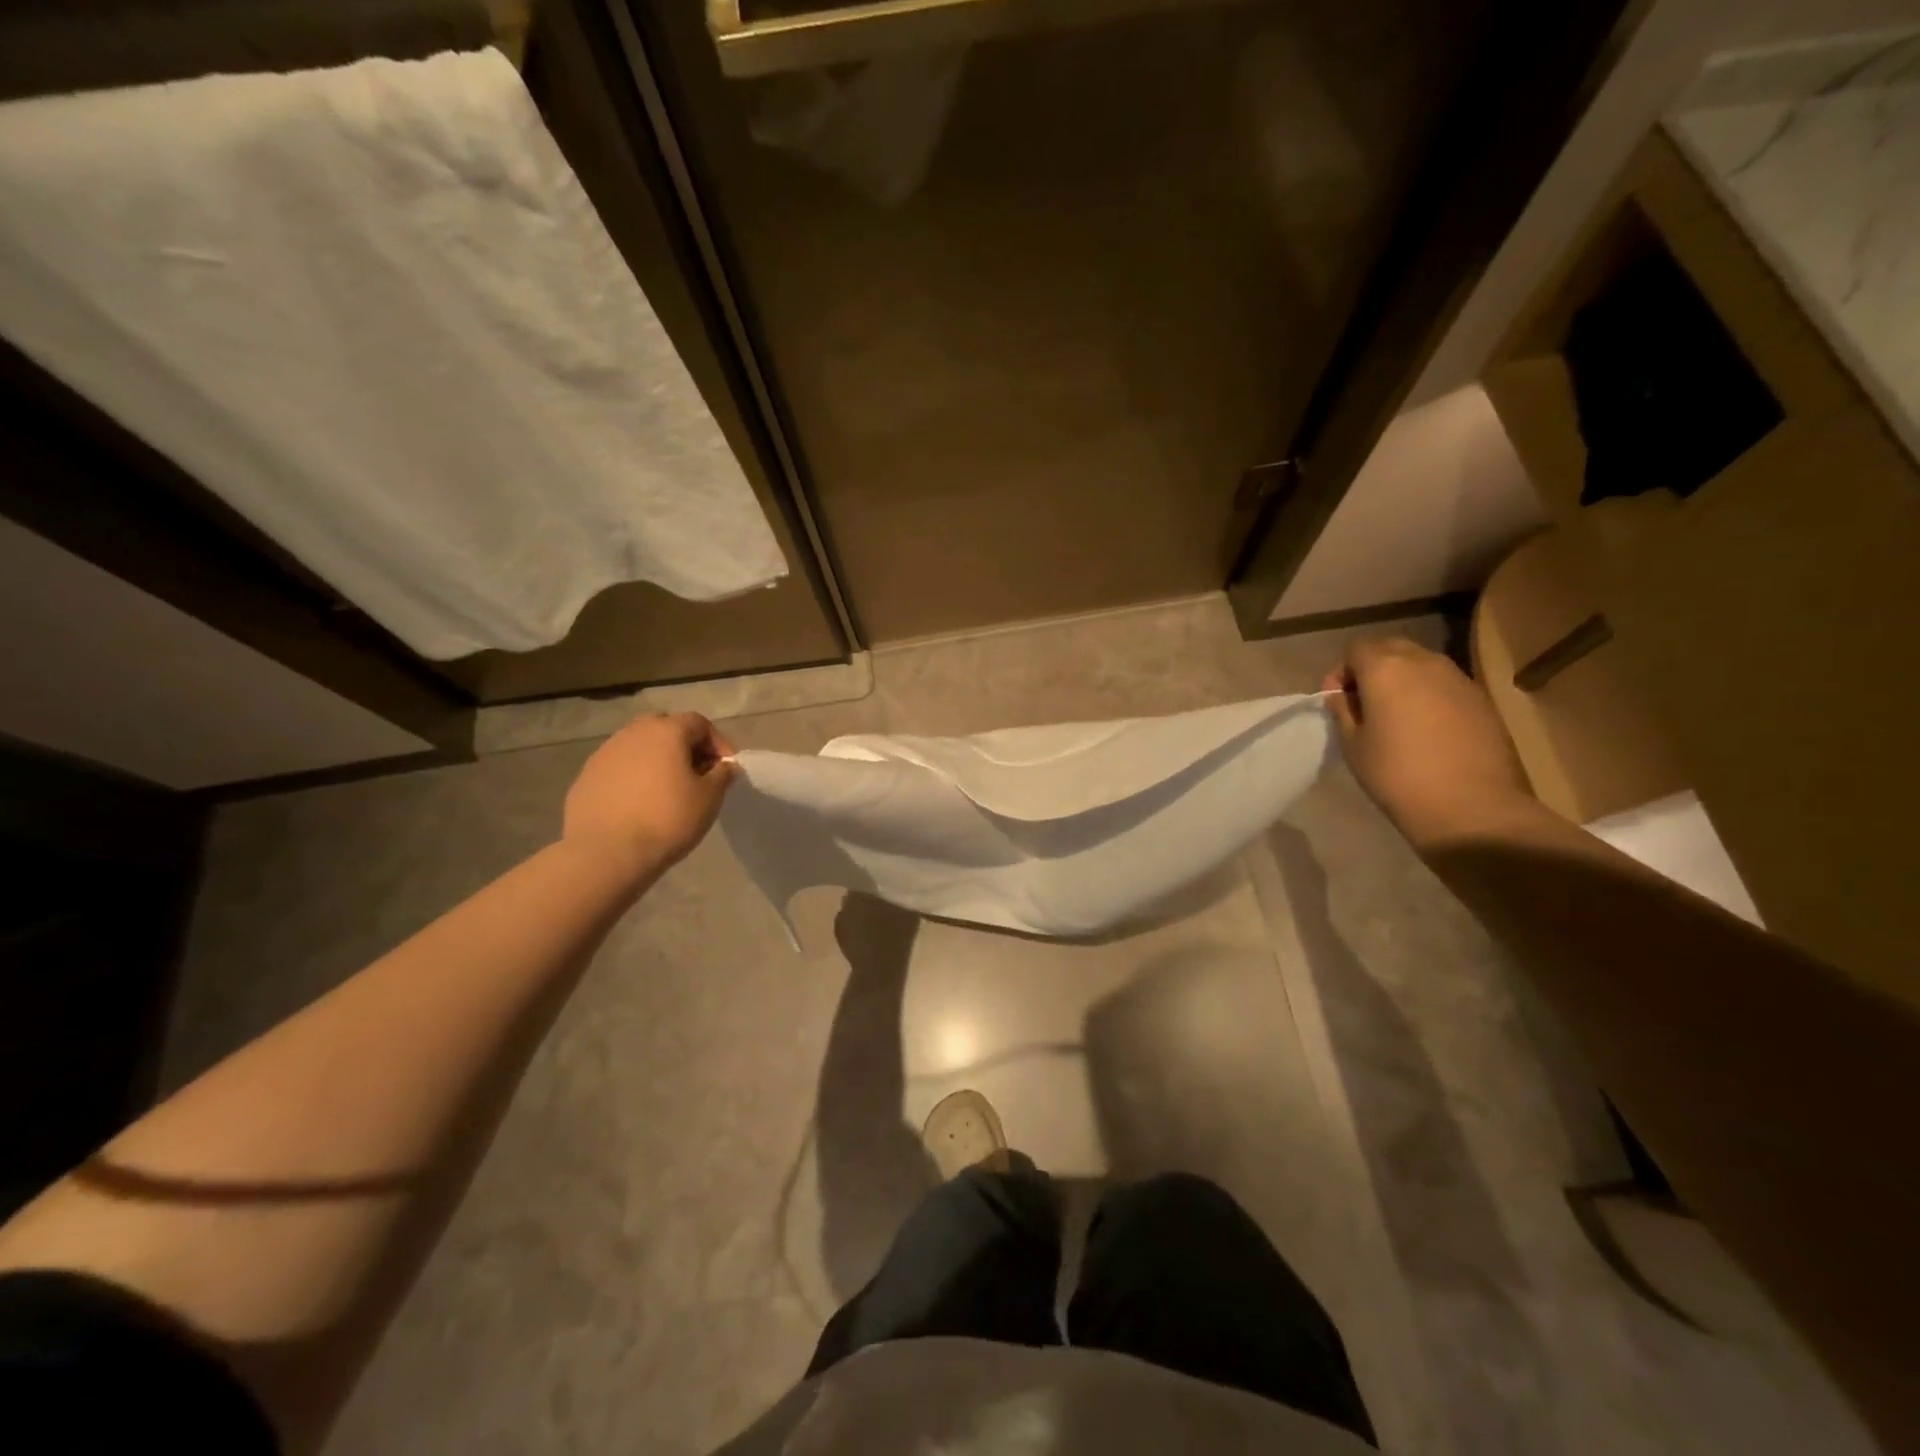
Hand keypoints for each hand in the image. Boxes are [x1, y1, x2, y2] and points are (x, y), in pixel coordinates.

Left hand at [562, 712, 736, 879]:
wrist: (607, 853)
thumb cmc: (667, 819)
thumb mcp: (709, 798)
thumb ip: (722, 775)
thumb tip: (726, 765)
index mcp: (665, 732)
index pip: (698, 722)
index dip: (717, 742)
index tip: (726, 767)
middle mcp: (632, 733)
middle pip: (665, 728)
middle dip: (685, 746)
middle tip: (697, 774)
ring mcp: (604, 754)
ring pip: (639, 747)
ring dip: (657, 761)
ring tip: (667, 790)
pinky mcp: (586, 777)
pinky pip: (619, 768)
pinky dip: (634, 777)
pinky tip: (639, 804)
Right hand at [1323, 638, 1533, 852]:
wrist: (1470, 806)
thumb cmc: (1396, 774)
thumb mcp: (1353, 744)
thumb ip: (1344, 711)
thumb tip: (1342, 695)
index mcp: (1385, 668)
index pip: (1355, 649)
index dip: (1341, 672)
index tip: (1338, 701)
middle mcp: (1424, 662)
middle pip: (1390, 648)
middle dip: (1372, 669)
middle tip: (1365, 705)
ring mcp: (1458, 678)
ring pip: (1421, 664)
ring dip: (1403, 680)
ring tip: (1397, 717)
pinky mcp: (1482, 699)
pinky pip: (1445, 684)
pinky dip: (1429, 695)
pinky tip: (1427, 729)